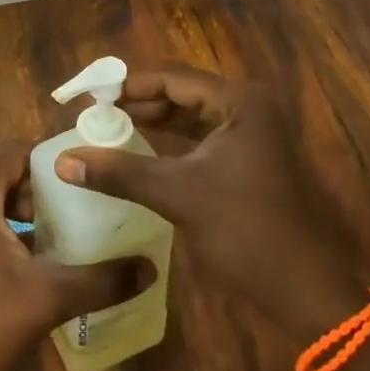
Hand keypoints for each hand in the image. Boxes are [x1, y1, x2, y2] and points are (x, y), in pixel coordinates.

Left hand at [0, 141, 148, 370]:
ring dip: (19, 207)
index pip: (11, 151)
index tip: (80, 175)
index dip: (47, 159)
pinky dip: (0, 226)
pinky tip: (31, 258)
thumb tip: (149, 269)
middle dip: (36, 185)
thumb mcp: (48, 298)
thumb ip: (100, 280)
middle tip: (74, 203)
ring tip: (59, 230)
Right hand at [55, 65, 364, 339]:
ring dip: (155, 122)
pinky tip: (144, 153)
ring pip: (193, 116)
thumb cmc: (245, 231)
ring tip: (112, 131)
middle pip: (183, 93)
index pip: (172, 78)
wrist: (306, 292)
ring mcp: (254, 133)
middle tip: (96, 115)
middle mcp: (249, 106)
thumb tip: (63, 161)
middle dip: (140, 104)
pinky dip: (174, 142)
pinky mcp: (252, 159)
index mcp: (239, 100)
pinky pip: (204, 138)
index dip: (129, 87)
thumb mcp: (177, 195)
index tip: (91, 98)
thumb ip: (120, 172)